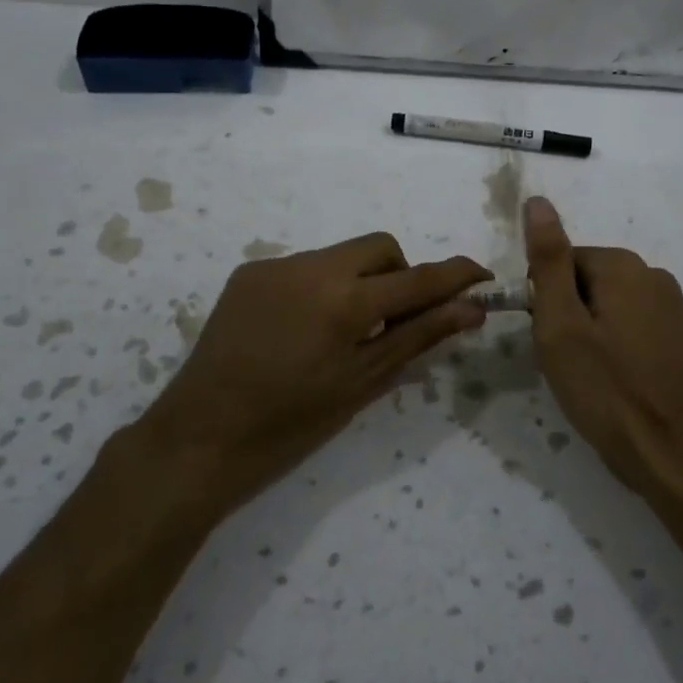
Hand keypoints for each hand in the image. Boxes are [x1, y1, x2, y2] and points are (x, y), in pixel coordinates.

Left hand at [143, 233, 487, 507]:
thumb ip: (418, 336)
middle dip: (399, 274)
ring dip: (358, 281)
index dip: (455, 275)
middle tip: (393, 322)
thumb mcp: (362, 382)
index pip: (417, 278)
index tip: (481, 277)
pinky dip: (320, 288)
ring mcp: (276, 265)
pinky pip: (304, 267)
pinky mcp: (250, 272)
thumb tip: (471, 309)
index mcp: (346, 301)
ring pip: (341, 256)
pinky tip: (302, 330)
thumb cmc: (291, 422)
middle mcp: (313, 267)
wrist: (202, 434)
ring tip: (341, 333)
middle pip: (380, 247)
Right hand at [524, 196, 682, 516]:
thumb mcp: (561, 323)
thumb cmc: (606, 389)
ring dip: (588, 332)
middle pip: (584, 280)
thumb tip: (537, 200)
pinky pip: (629, 325)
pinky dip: (613, 346)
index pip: (560, 262)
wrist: (672, 454)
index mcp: (624, 266)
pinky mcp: (679, 336)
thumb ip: (548, 259)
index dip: (545, 300)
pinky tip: (613, 380)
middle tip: (565, 360)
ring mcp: (672, 307)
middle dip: (567, 315)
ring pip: (605, 305)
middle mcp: (653, 275)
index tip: (548, 339)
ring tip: (589, 374)